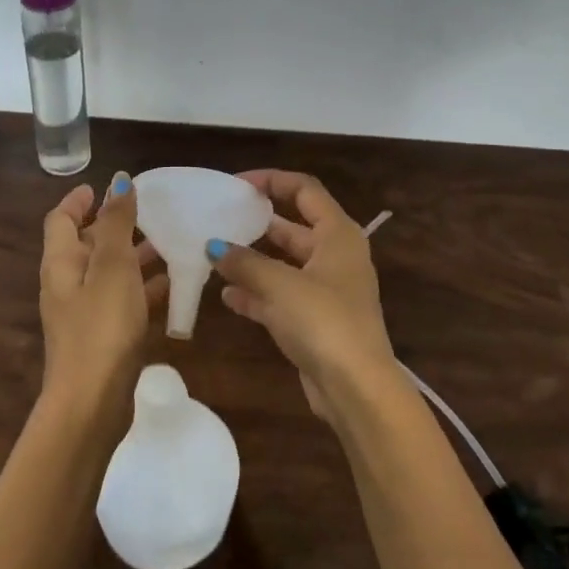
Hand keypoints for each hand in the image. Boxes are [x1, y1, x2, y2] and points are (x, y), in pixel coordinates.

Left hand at [39, 174, 168, 423]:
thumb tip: (118, 180)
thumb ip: (116, 223)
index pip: (60, 219)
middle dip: (115, 227)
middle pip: (86, 245)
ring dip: (134, 257)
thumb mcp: (112, 267)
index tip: (105, 186)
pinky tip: (174, 286)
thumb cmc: (101, 327)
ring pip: (109, 274)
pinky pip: (123, 302)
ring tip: (169, 244)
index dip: (79, 200)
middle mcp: (67, 284)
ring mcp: (84, 313)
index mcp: (61, 263)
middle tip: (150, 213)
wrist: (92, 403)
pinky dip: (143, 289)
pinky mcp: (102, 337)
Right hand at [208, 170, 401, 422]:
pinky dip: (256, 293)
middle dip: (257, 223)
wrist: (355, 388)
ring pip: (283, 264)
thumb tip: (213, 247)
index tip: (237, 184)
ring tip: (214, 255)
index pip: (305, 190)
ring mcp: (325, 291)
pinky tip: (226, 296)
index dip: (272, 180)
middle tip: (219, 219)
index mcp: (337, 235)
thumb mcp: (280, 284)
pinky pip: (279, 297)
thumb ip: (244, 262)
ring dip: (252, 261)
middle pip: (292, 227)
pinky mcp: (314, 321)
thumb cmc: (323, 321)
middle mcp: (334, 257)